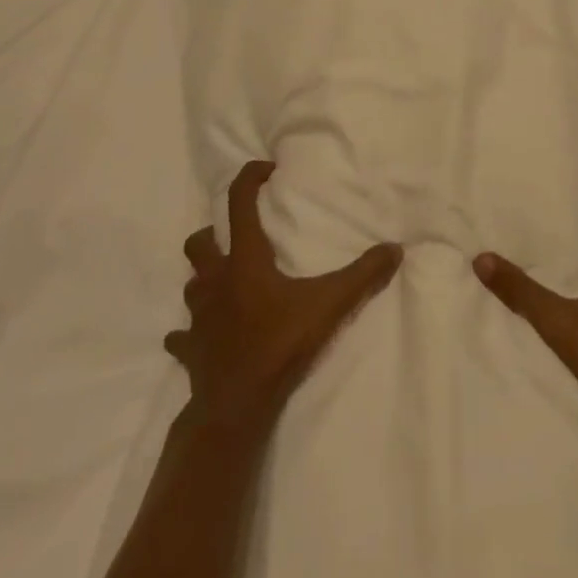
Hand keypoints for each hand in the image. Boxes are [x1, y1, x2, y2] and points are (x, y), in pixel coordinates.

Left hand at [168, 161, 402, 437]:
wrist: (236, 407)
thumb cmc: (279, 345)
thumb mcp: (329, 306)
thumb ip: (363, 276)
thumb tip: (395, 249)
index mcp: (244, 260)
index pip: (238, 203)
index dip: (250, 178)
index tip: (267, 170)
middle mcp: (215, 281)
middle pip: (199, 243)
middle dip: (214, 234)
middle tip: (237, 238)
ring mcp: (198, 317)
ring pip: (191, 285)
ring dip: (205, 279)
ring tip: (227, 283)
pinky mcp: (190, 350)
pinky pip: (182, 335)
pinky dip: (190, 331)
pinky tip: (203, 335)